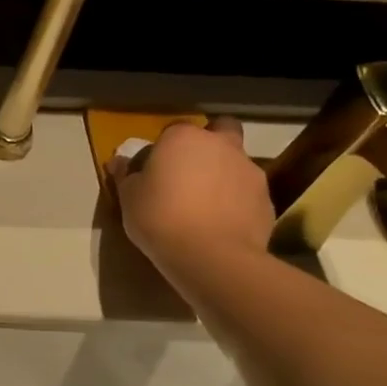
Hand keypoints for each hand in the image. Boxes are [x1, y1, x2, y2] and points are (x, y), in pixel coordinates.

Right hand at [109, 117, 273, 284]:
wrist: (211, 255)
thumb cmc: (160, 218)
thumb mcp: (128, 197)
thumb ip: (127, 175)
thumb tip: (120, 162)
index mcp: (183, 138)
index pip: (173, 129)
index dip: (165, 147)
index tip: (156, 168)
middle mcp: (221, 145)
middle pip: (220, 131)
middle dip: (209, 144)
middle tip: (191, 171)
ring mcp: (249, 170)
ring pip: (236, 162)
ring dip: (223, 175)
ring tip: (206, 205)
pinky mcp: (267, 198)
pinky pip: (247, 192)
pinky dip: (236, 201)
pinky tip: (221, 223)